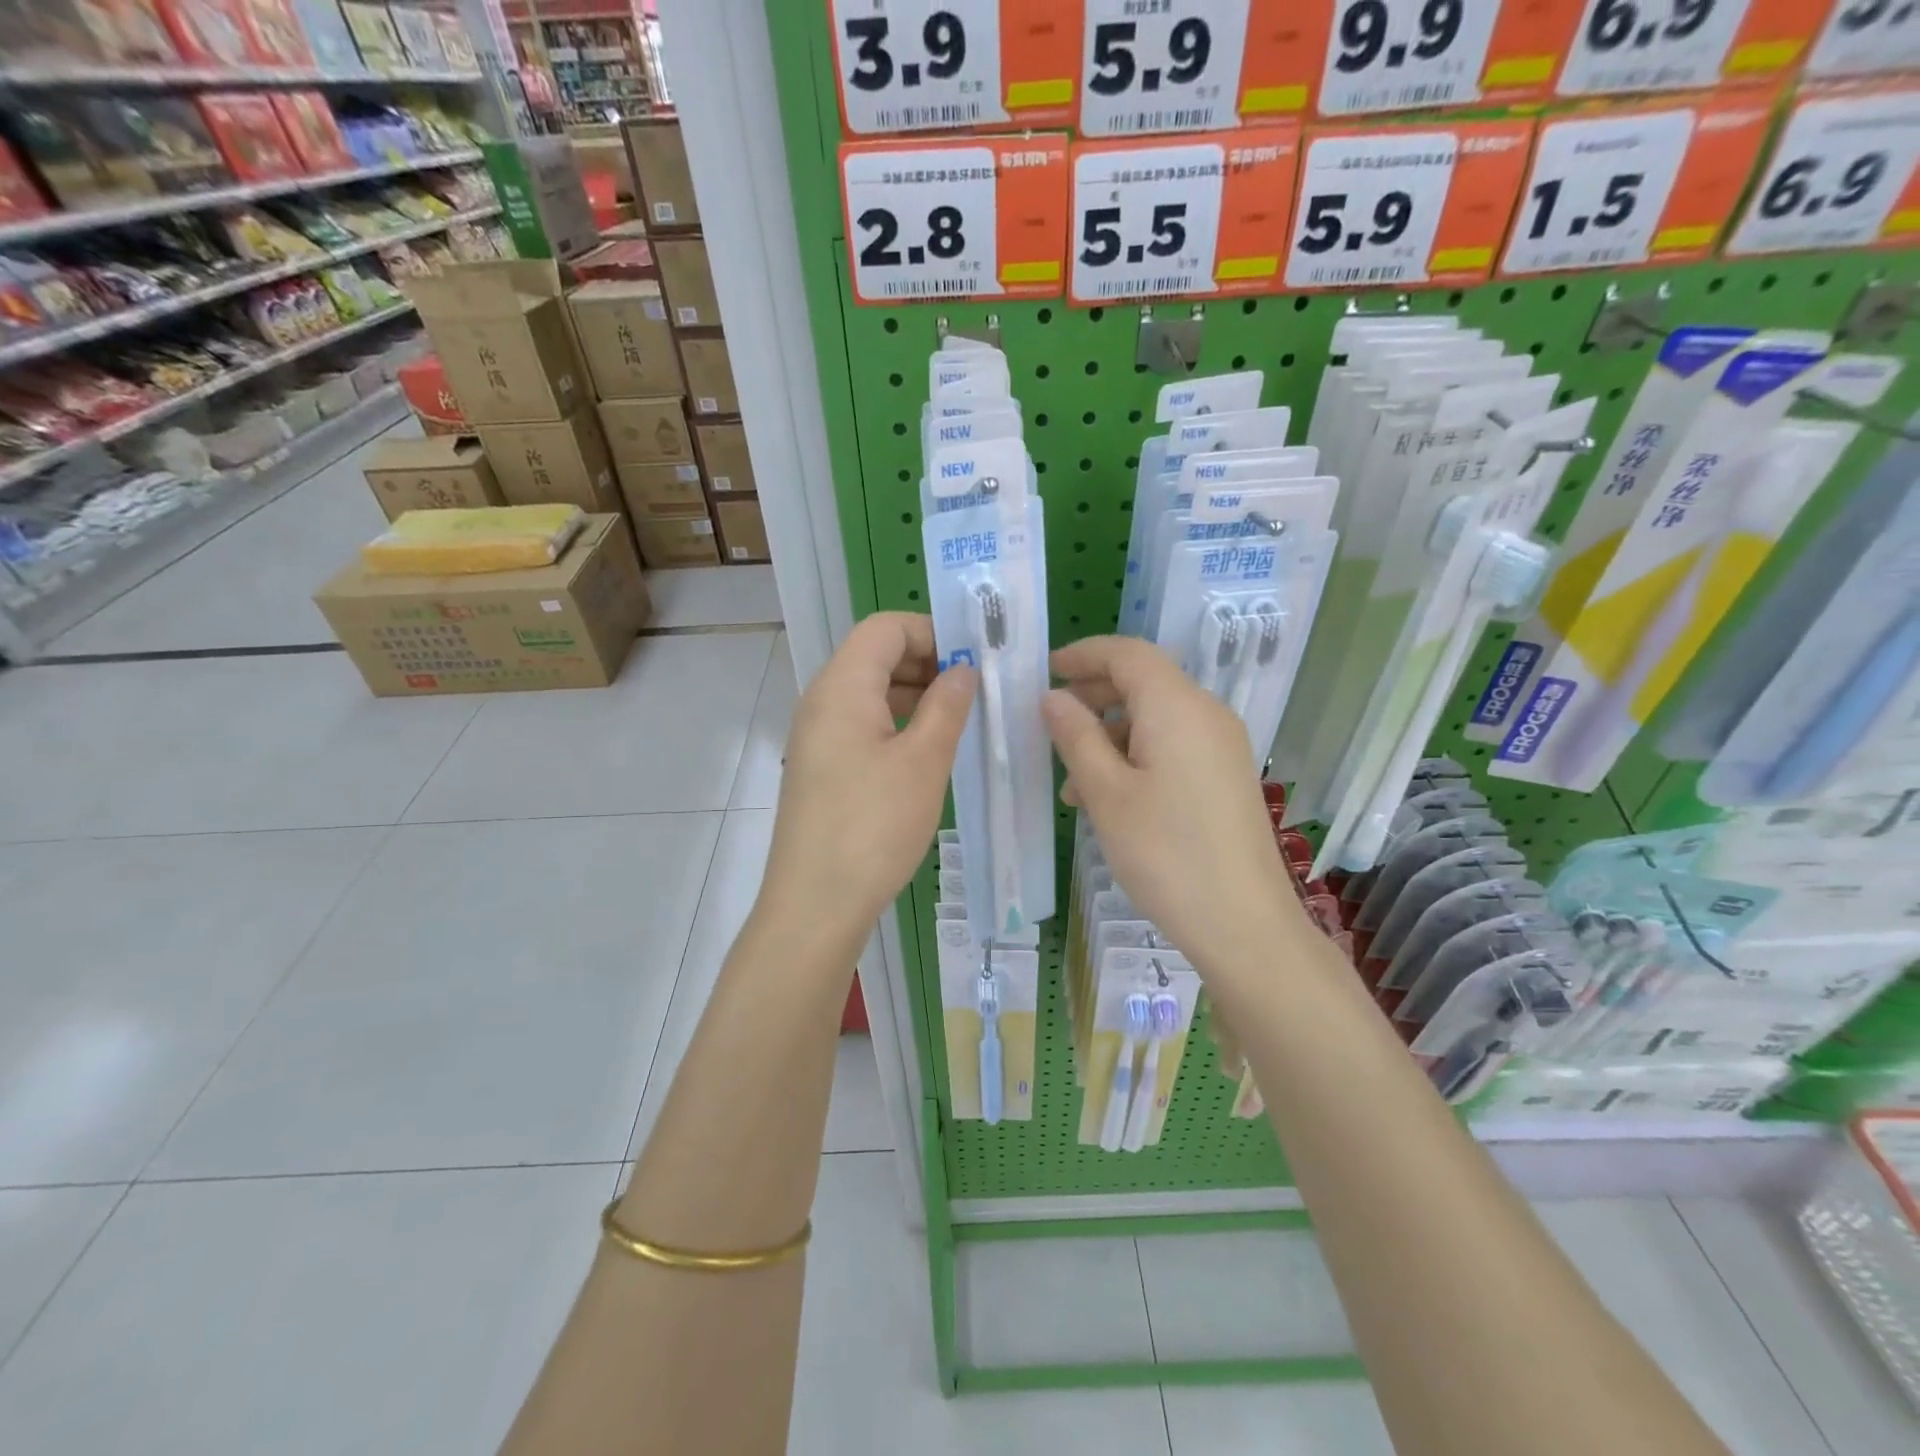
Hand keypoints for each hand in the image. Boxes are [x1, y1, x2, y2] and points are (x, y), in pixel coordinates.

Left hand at [763, 613, 976, 939]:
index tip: (974, 660)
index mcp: (842, 686)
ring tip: (959, 721)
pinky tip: (927, 752)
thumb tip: (963, 669)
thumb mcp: (924, 761)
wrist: (815, 904)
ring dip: (914, 695)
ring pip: (870, 693)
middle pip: (875, 656)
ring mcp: (817, 736)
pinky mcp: (820, 767)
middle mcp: (821, 701)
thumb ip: (947, 705)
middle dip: (927, 662)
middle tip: (976, 691)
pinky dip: (896, 724)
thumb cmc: (874, 826)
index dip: (932, 632)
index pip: (885, 627)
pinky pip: (861, 725)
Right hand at [1044, 636, 1298, 971]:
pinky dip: (1136, 754)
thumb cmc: (1165, 853)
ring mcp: (1221, 745)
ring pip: (1156, 717)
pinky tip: (1109, 798)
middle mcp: (1206, 714)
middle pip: (1144, 681)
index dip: (1084, 654)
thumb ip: (1076, 736)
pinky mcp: (1225, 775)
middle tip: (1051, 722)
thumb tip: (1053, 698)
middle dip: (1094, 694)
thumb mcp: (1106, 793)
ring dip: (1110, 733)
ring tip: (1072, 781)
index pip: (1127, 653)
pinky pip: (1173, 745)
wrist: (1243, 922)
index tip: (1046, 670)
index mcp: (1177, 707)